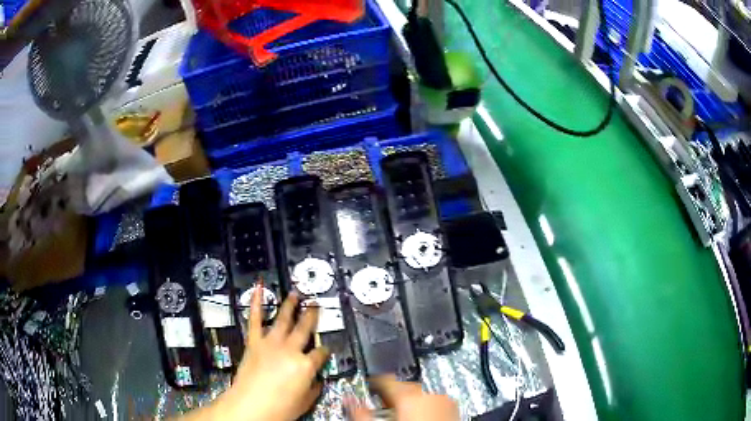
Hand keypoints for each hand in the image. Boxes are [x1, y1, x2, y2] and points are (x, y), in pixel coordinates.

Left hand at [194, 286, 329, 420]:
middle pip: (305, 329)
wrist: (249, 407)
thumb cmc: (279, 409)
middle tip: (316, 304)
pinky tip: (259, 289)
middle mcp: (290, 350)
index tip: (326, 350)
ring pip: (284, 319)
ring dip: (290, 305)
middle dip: (312, 316)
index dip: (325, 351)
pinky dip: (257, 303)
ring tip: (296, 293)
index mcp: (306, 365)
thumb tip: (315, 381)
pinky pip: (255, 319)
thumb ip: (313, 388)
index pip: (321, 353)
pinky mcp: (254, 342)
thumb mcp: (304, 402)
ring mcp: (271, 343)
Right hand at [346, 375, 459, 420]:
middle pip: (403, 384)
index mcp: (409, 392)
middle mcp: (430, 391)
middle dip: (390, 394)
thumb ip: (361, 409)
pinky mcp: (453, 408)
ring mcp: (445, 399)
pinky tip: (417, 416)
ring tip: (398, 414)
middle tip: (381, 406)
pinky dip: (424, 405)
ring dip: (408, 400)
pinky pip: (434, 400)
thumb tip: (348, 399)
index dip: (372, 382)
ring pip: (420, 392)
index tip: (367, 387)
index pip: (383, 377)